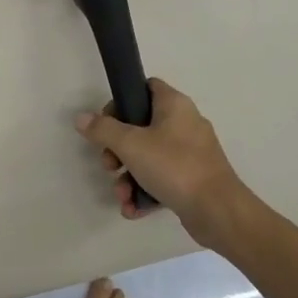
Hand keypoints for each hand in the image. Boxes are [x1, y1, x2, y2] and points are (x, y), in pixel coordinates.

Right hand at [75, 78, 251, 249]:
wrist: (217, 211)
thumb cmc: (173, 167)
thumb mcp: (130, 145)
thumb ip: (103, 129)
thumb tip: (81, 118)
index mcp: (174, 105)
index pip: (145, 87)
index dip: (122, 101)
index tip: (106, 122)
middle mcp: (184, 124)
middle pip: (140, 127)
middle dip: (118, 150)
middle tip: (109, 165)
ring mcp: (189, 153)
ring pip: (148, 157)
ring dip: (128, 177)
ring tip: (122, 195)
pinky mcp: (192, 179)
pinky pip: (160, 179)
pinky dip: (144, 191)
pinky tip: (133, 209)